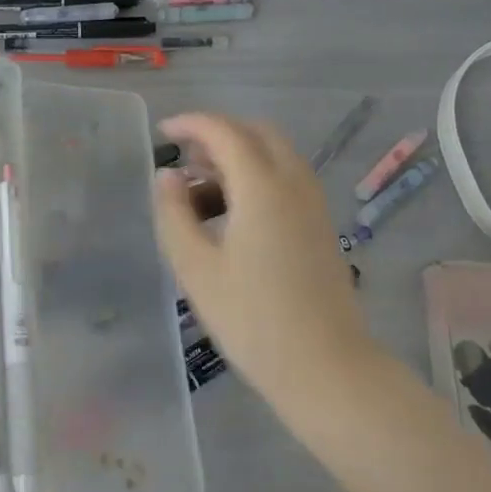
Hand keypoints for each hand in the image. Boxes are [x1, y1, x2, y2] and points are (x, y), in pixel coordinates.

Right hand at [153, 113, 376, 405]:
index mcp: (262, 186)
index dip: (191, 123)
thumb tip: (168, 175)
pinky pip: (287, 176)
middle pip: (255, 132)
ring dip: (239, 154)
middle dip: (218, 134)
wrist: (326, 368)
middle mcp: (293, 181)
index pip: (224, 131)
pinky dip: (258, 174)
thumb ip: (175, 213)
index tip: (163, 131)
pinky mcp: (321, 223)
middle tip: (185, 159)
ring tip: (203, 190)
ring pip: (274, 153)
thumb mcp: (196, 268)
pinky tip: (234, 213)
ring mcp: (313, 202)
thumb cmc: (252, 319)